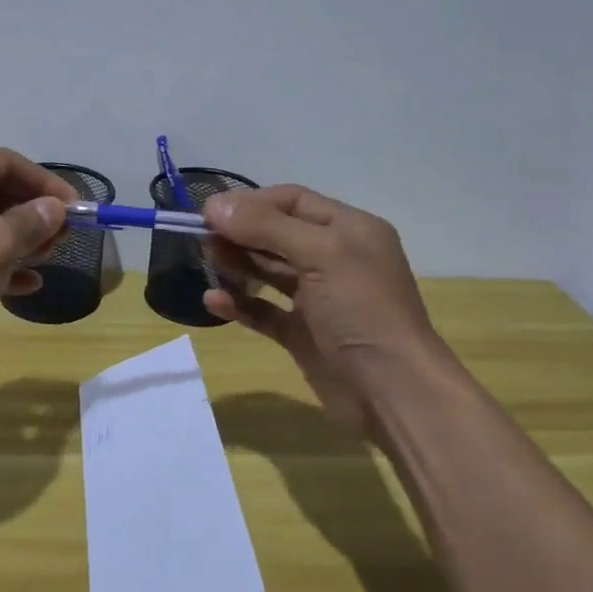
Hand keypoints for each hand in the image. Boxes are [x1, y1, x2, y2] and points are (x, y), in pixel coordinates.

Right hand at [201, 184, 452, 437]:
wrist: (392, 391)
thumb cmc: (362, 310)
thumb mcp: (320, 254)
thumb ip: (266, 227)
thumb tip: (214, 206)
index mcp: (349, 230)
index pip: (293, 201)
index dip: (250, 203)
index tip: (209, 212)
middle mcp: (335, 259)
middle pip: (277, 234)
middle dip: (240, 233)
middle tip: (200, 237)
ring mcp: (318, 299)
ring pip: (269, 272)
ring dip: (237, 264)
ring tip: (205, 260)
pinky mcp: (304, 334)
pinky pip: (265, 311)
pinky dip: (239, 304)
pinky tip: (212, 300)